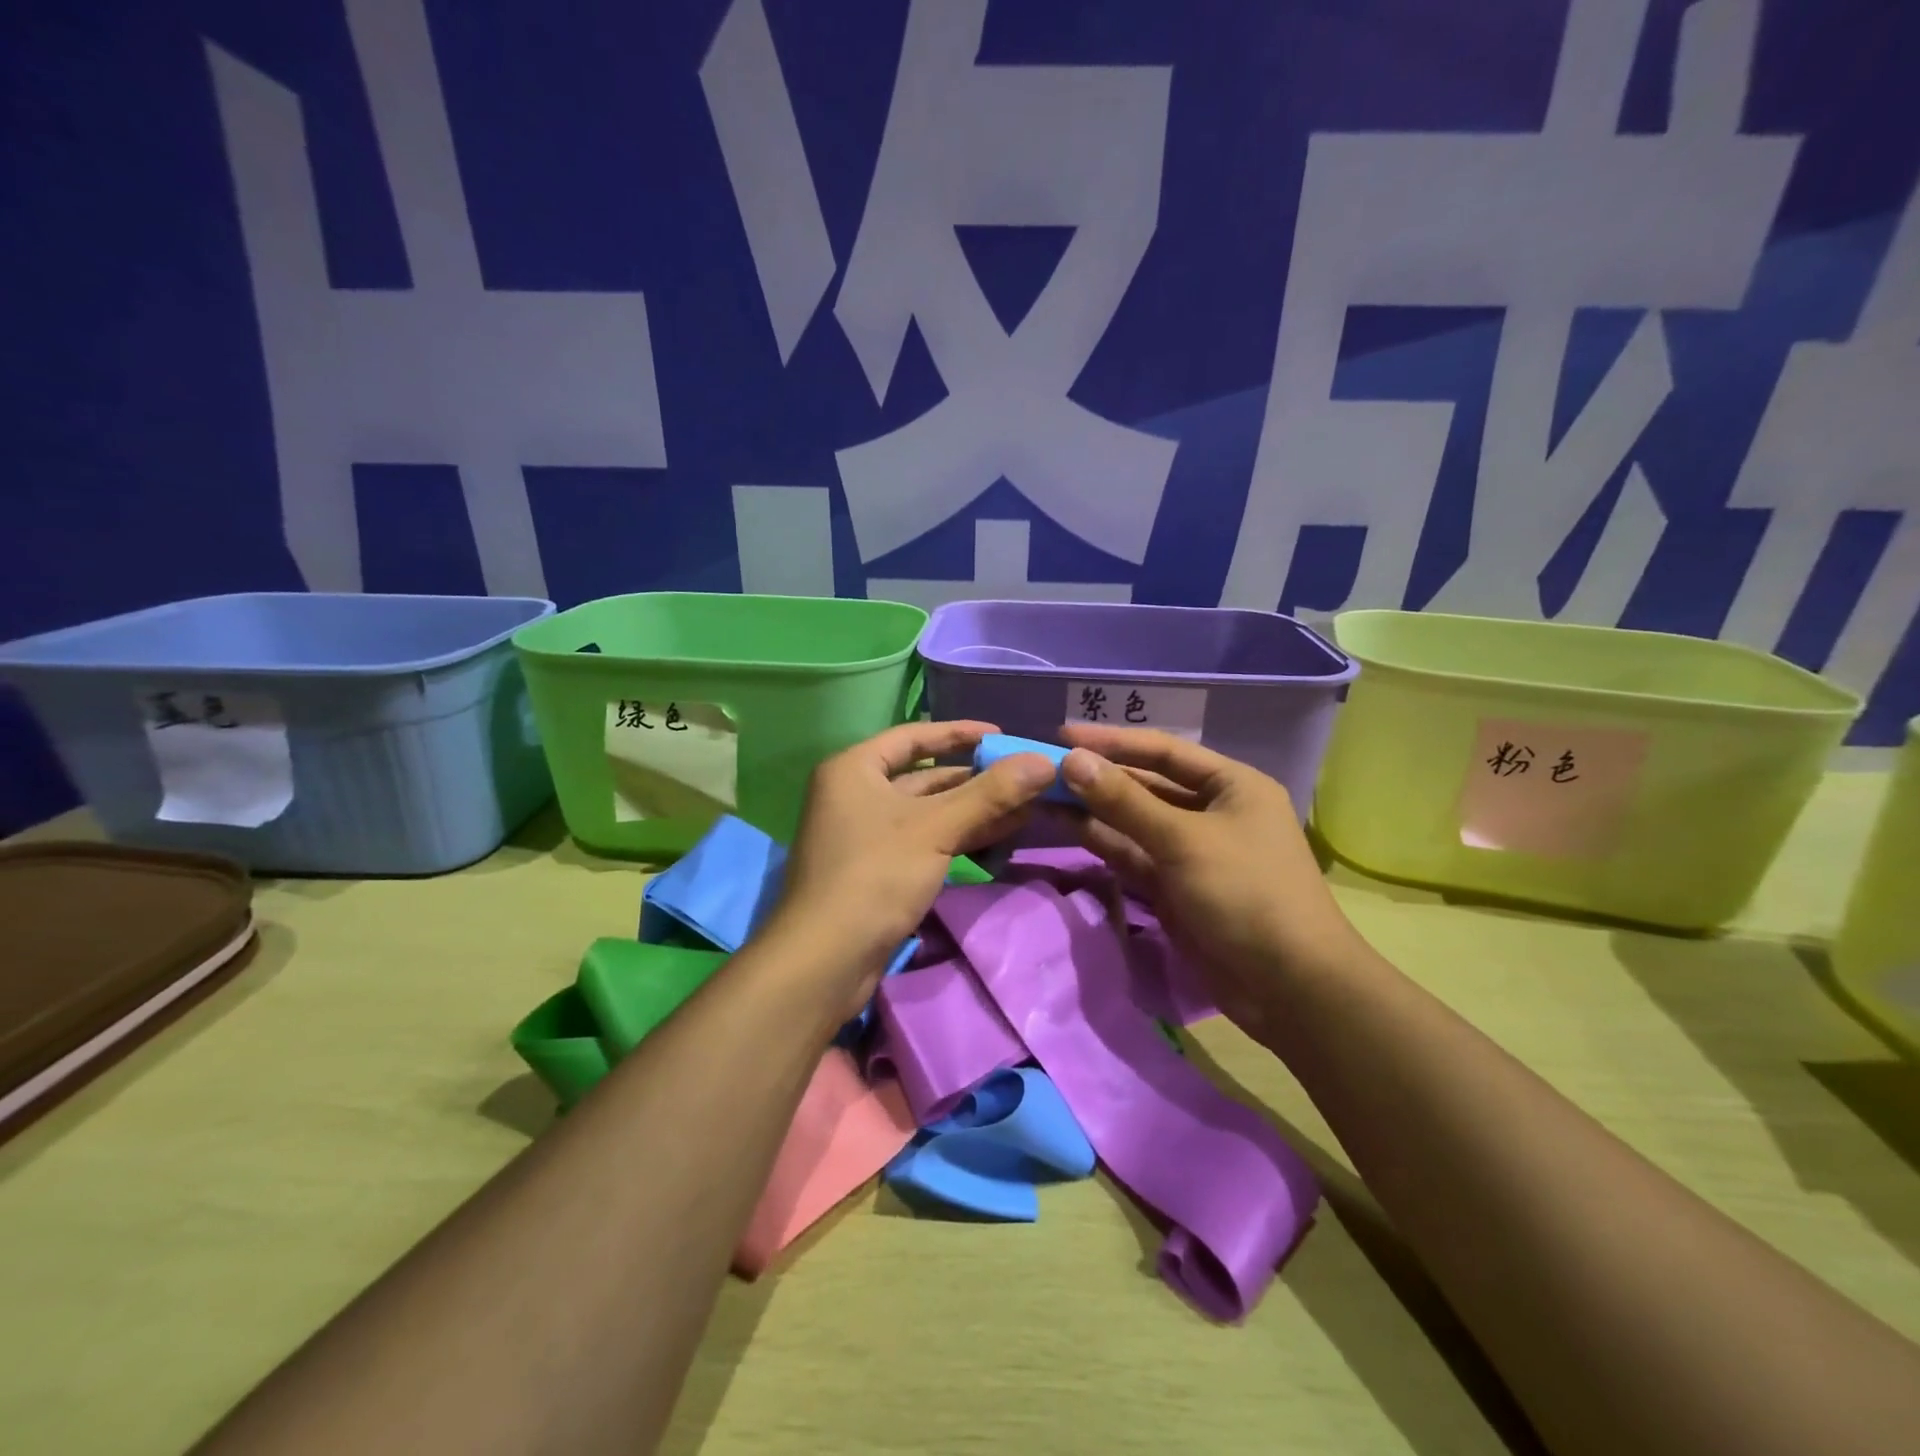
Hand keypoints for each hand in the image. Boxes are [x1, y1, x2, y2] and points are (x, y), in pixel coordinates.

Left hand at [769, 720, 1057, 1019]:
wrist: (825, 960)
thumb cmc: (875, 875)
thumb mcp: (936, 829)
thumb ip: (990, 794)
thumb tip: (1045, 761)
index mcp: (855, 768)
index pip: (914, 737)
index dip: (960, 733)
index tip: (1003, 735)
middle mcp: (855, 794)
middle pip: (925, 777)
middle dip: (976, 781)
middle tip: (1026, 781)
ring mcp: (865, 834)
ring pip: (928, 813)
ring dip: (974, 813)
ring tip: (1025, 811)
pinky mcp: (876, 869)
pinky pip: (924, 841)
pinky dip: (957, 839)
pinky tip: (997, 841)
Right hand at [1059, 724, 1366, 1043]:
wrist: (1289, 987)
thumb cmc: (1246, 893)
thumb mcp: (1183, 840)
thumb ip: (1124, 800)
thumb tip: (1072, 760)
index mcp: (1231, 786)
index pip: (1164, 750)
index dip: (1113, 742)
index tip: (1063, 735)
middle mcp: (1211, 812)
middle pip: (1146, 785)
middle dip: (1098, 777)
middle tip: (1044, 768)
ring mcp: (1190, 852)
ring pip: (1133, 822)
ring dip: (1093, 809)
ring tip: (1042, 795)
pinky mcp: (1173, 888)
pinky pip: (1132, 855)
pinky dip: (1102, 842)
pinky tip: (1066, 826)